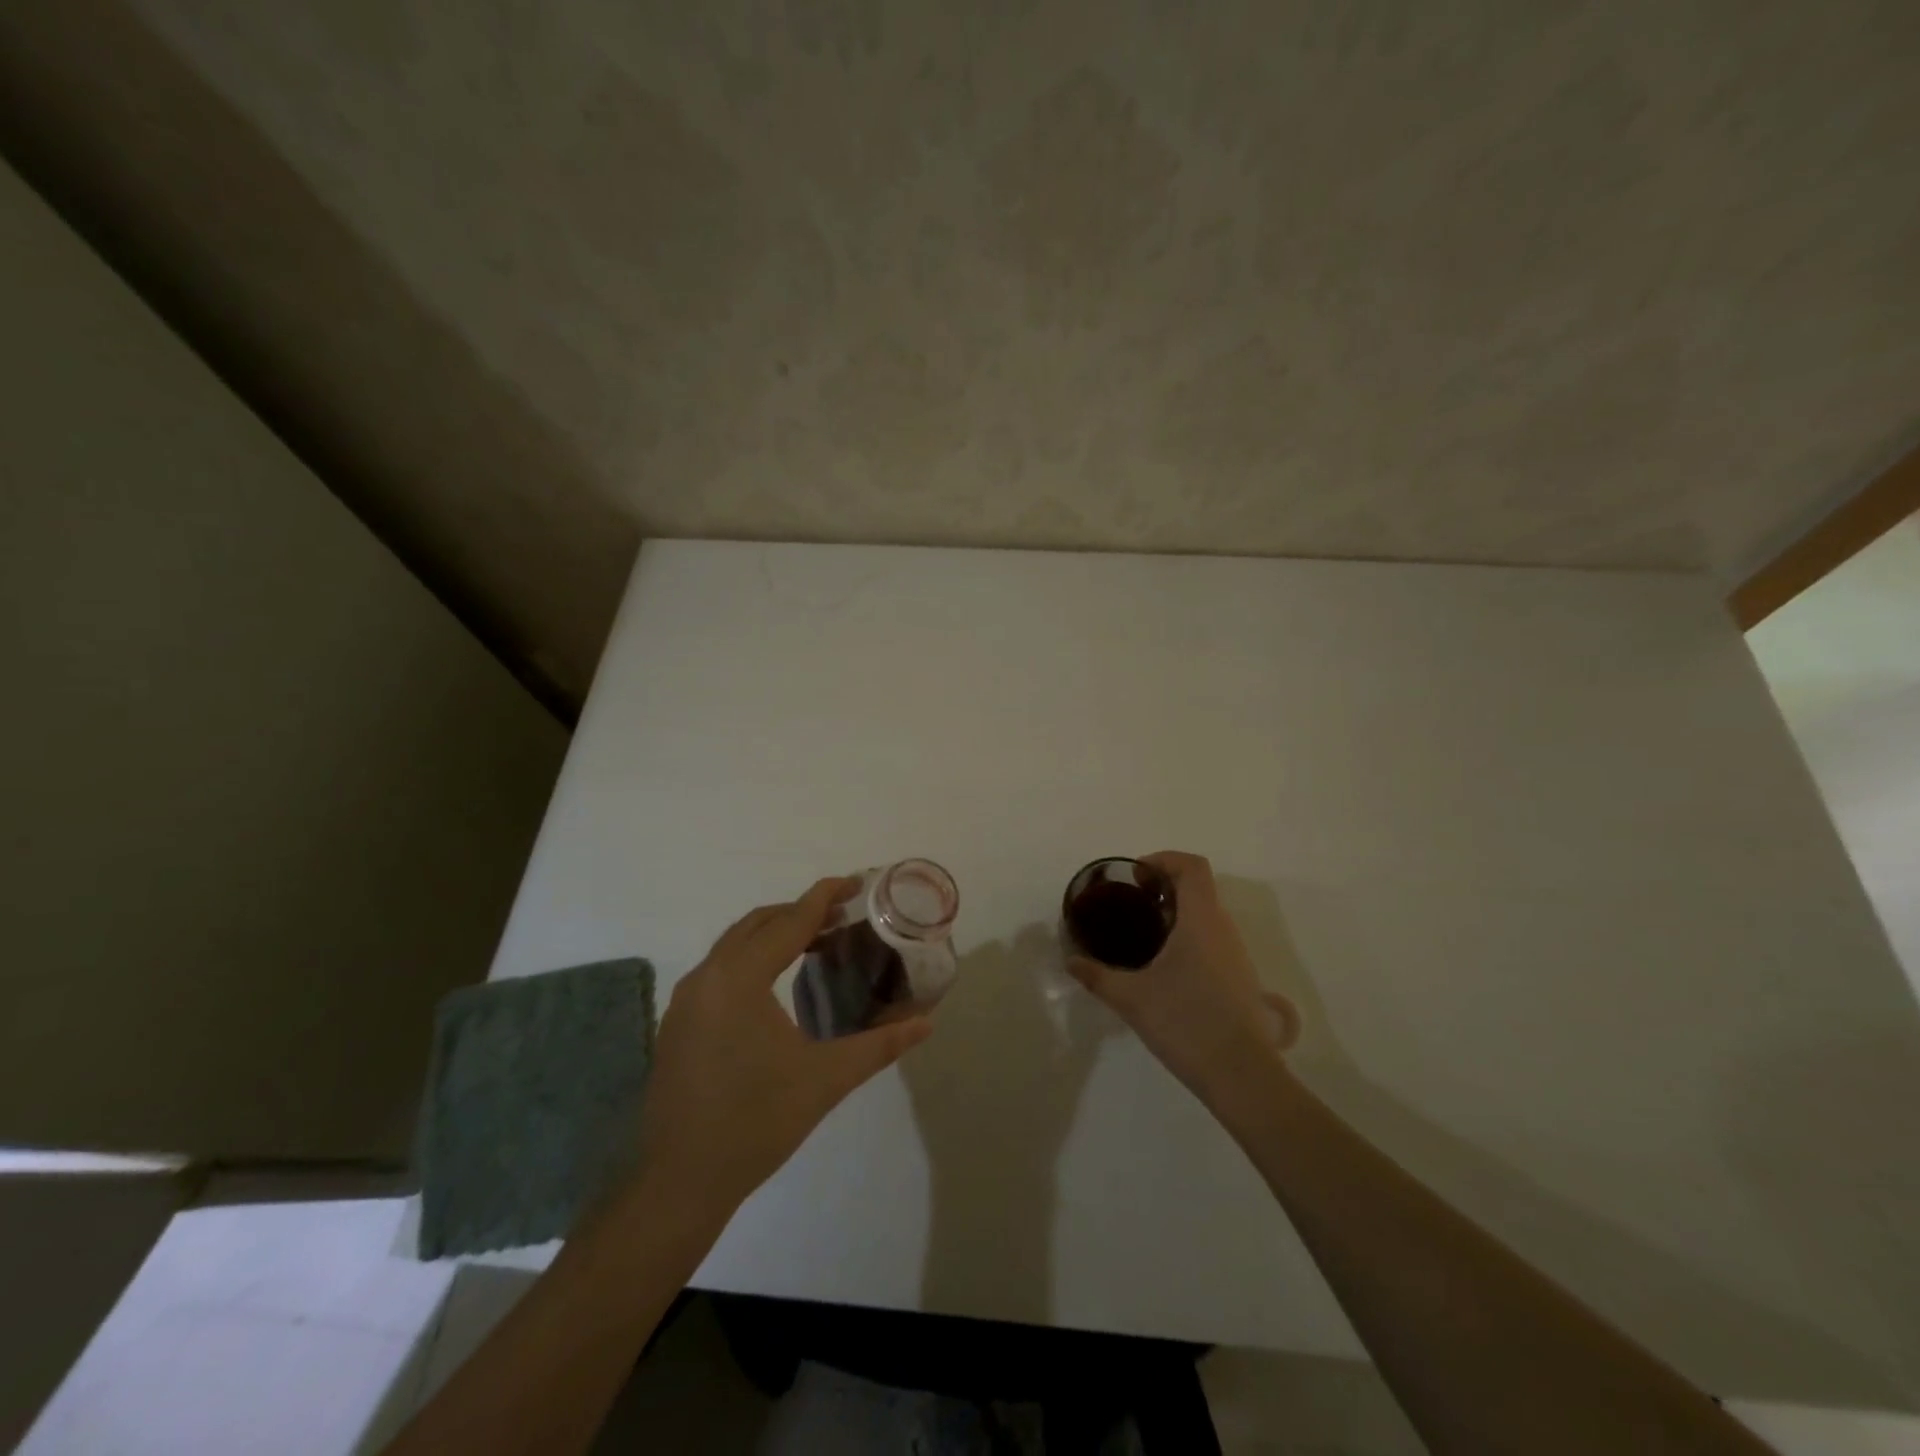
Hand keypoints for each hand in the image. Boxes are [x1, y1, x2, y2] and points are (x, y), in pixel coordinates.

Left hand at [634, 877, 932, 1219]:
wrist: (679, 1183)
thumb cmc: (756, 1123)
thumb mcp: (826, 1080)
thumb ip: (880, 1045)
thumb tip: (927, 1023)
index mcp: (739, 979)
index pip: (790, 922)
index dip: (825, 897)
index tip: (856, 881)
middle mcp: (707, 976)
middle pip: (759, 923)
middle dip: (802, 912)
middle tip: (844, 915)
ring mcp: (686, 999)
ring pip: (735, 943)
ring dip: (776, 933)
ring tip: (818, 942)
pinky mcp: (678, 1021)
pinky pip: (720, 968)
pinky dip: (753, 957)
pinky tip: (778, 982)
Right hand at [1067, 851, 1298, 1112]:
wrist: (1241, 1075)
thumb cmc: (1186, 1023)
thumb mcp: (1132, 998)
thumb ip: (1097, 976)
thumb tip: (1070, 961)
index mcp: (1201, 921)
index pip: (1192, 866)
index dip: (1164, 860)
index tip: (1137, 876)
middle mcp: (1224, 929)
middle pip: (1199, 888)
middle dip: (1165, 887)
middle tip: (1133, 904)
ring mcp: (1236, 954)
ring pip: (1207, 915)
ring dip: (1178, 912)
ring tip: (1145, 934)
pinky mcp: (1240, 978)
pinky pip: (1213, 939)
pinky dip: (1189, 936)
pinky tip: (1166, 967)